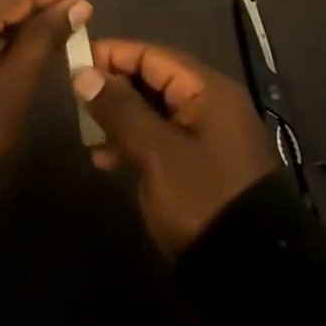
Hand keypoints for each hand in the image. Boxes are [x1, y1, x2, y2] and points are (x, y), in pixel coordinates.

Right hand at [73, 40, 275, 256]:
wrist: (250, 271)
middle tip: (77, 101)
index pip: (152, 55)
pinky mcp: (201, 164)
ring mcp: (207, 136)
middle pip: (153, 80)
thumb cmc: (201, 198)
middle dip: (114, 87)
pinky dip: (134, 142)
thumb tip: (83, 73)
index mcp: (207, 90)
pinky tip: (106, 160)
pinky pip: (161, 137)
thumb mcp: (155, 152)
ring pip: (154, 110)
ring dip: (120, 118)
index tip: (74, 63)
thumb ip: (119, 108)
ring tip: (88, 135)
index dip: (113, 54)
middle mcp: (210, 104)